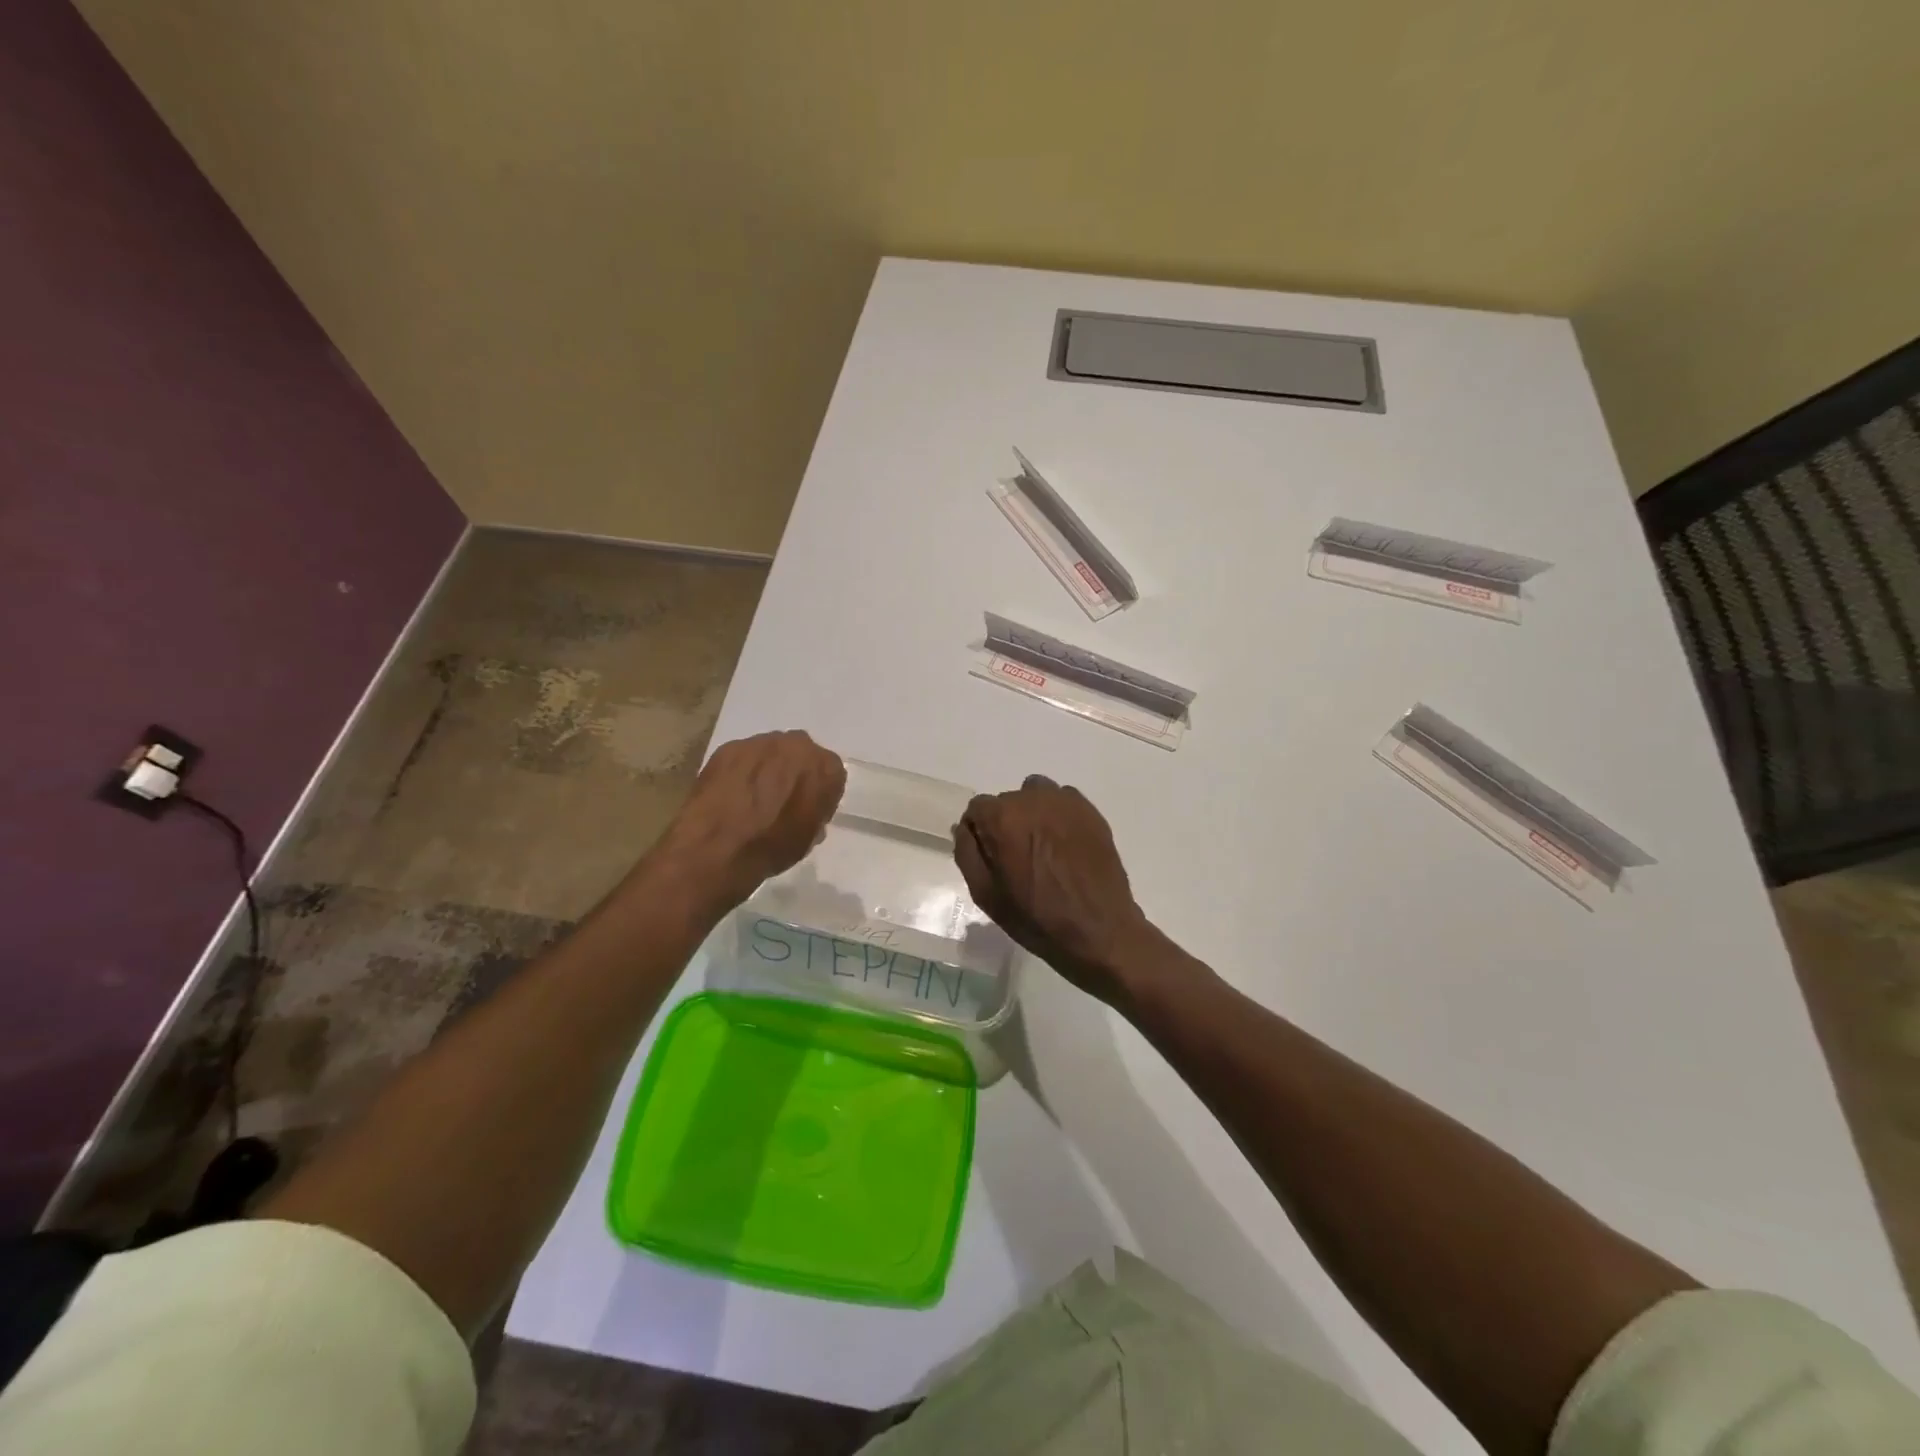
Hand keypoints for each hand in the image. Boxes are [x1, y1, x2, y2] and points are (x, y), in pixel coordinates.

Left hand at [657, 731, 845, 907]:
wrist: (718, 848)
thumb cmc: (772, 847)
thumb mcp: (809, 837)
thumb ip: (816, 812)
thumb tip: (807, 809)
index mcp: (825, 767)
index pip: (831, 773)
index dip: (820, 792)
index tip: (809, 808)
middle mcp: (797, 745)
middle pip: (800, 755)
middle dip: (794, 772)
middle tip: (781, 799)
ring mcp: (760, 742)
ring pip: (770, 752)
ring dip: (766, 769)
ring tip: (752, 797)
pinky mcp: (729, 747)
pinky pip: (743, 757)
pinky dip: (740, 771)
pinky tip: (731, 794)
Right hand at [953, 775, 1159, 1004]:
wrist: (1099, 931)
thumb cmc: (1036, 918)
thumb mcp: (986, 894)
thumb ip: (967, 853)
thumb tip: (964, 827)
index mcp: (1002, 818)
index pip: (977, 809)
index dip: (981, 833)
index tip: (992, 858)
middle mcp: (1031, 799)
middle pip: (1007, 802)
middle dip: (1006, 824)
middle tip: (1019, 860)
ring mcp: (1064, 802)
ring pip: (1035, 796)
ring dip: (1032, 815)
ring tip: (1043, 850)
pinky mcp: (1090, 811)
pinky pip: (1062, 802)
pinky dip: (1058, 817)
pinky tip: (1066, 847)